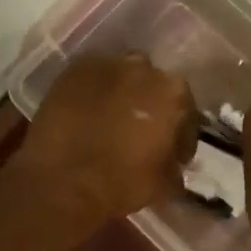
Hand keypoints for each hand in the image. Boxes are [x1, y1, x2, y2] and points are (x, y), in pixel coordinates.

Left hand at [9, 54, 197, 228]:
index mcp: (174, 93)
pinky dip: (92, 95)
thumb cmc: (123, 183)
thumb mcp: (165, 185)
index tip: (172, 153)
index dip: (180, 135)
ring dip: (121, 96)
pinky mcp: (71, 71)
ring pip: (121, 78)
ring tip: (111, 123)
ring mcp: (104, 65)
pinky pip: (90, 80)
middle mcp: (143, 68)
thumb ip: (176, 168)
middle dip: (150, 107)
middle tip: (139, 133)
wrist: (64, 183)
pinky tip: (86, 116)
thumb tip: (174, 166)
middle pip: (153, 86)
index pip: (186, 111)